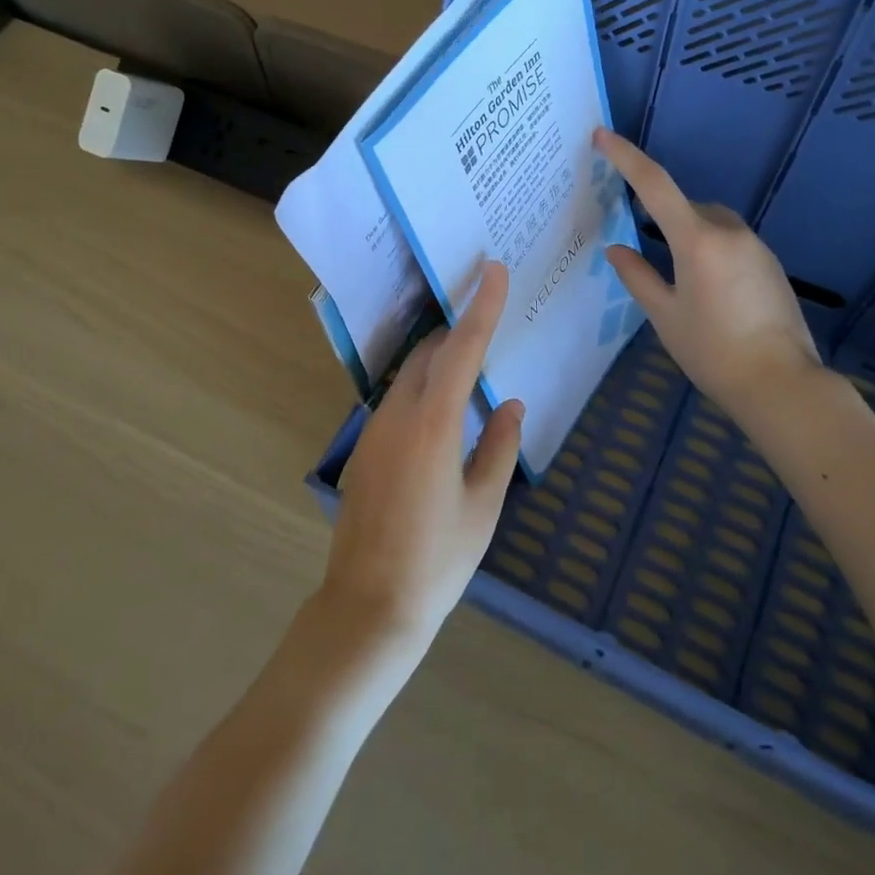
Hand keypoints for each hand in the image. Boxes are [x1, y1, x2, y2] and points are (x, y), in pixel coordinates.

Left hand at [321, 261, 523, 653]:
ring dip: (440, 361)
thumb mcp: (483, 505)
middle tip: (490, 323)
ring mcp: (375, 429)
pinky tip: (444, 414)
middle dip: (459, 332)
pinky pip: (399, 399)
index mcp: (434, 424)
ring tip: (472, 368)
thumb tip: (509, 405)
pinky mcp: (365, 446)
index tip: (493, 270)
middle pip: (431, 353)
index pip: (462, 349)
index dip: (481, 307)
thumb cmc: (437, 560)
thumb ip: (500, 447)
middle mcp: (399, 414)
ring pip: (411, 374)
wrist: (369, 605)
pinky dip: (425, 388)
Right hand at [594, 128, 821, 421]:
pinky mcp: (771, 265)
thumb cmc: (713, 351)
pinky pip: (732, 243)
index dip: (626, 157)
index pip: (654, 185)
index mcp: (697, 240)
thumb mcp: (665, 315)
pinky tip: (711, 293)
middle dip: (665, 217)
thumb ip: (637, 277)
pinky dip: (713, 252)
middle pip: (688, 206)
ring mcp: (756, 247)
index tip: (603, 136)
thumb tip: (617, 249)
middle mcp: (730, 233)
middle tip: (649, 253)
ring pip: (712, 224)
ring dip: (691, 236)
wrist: (781, 384)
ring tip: (683, 283)